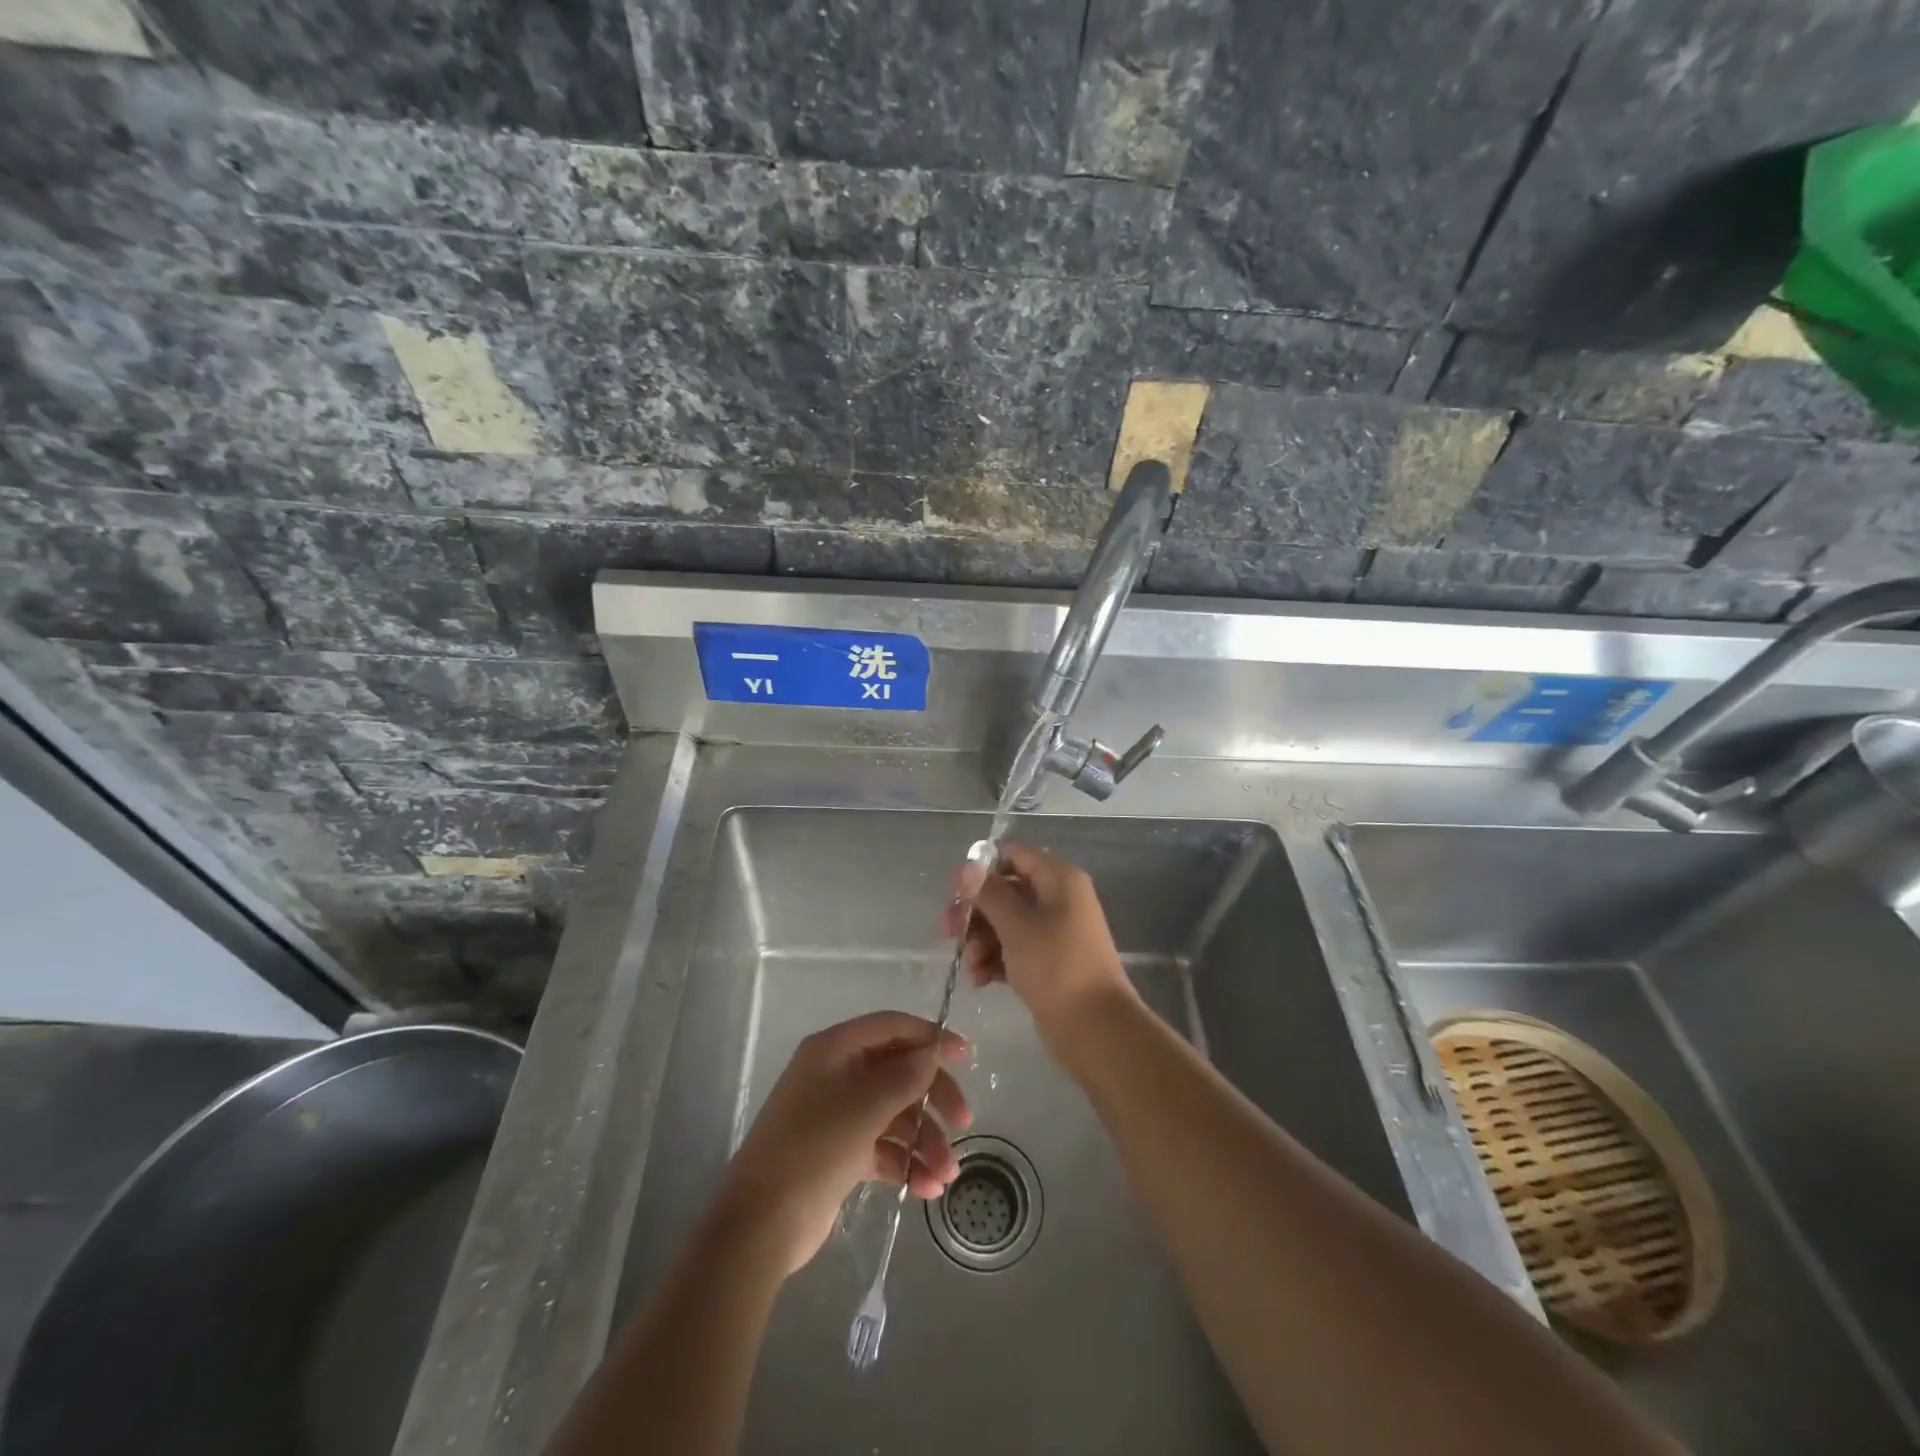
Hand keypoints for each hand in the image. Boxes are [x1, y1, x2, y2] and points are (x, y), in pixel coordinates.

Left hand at [715, 1011, 971, 1275]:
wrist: (759, 1226)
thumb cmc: (812, 1151)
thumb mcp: (864, 1108)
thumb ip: (904, 1076)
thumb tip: (932, 1051)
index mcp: (834, 1050)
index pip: (890, 1028)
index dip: (929, 1037)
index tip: (965, 1056)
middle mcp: (836, 1074)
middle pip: (898, 1071)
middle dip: (933, 1096)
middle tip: (964, 1121)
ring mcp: (838, 1115)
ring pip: (895, 1114)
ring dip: (924, 1140)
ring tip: (947, 1174)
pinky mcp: (840, 1153)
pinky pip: (883, 1147)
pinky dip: (905, 1163)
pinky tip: (926, 1188)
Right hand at [942, 843, 1135, 1046]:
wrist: (1095, 1027)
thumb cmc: (1056, 966)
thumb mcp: (1016, 925)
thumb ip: (989, 893)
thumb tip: (967, 866)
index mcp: (1059, 879)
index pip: (1015, 855)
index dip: (983, 869)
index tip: (955, 890)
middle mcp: (1059, 899)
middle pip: (1006, 891)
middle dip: (975, 911)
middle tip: (947, 931)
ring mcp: (1055, 933)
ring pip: (1006, 923)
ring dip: (981, 940)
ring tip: (969, 966)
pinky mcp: (1049, 963)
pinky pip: (1014, 950)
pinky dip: (995, 960)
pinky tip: (980, 980)